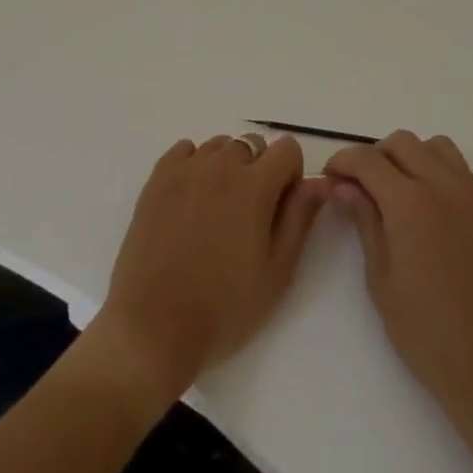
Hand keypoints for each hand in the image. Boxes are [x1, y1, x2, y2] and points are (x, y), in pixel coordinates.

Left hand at [91, 133, 327, 405]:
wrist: (153, 328)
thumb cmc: (223, 308)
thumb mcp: (277, 272)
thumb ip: (300, 218)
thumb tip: (319, 182)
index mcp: (254, 185)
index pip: (287, 149)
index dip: (291, 175)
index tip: (281, 208)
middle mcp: (221, 165)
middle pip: (252, 144)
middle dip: (259, 170)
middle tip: (249, 216)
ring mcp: (185, 168)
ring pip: (219, 146)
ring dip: (227, 167)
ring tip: (218, 211)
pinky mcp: (157, 178)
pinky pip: (185, 151)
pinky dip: (194, 165)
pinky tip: (191, 201)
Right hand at [325, 132, 472, 422]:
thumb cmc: (425, 331)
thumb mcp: (381, 278)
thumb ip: (363, 221)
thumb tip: (342, 186)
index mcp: (410, 201)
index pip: (368, 160)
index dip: (343, 162)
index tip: (329, 177)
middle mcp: (442, 184)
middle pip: (401, 143)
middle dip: (373, 156)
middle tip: (357, 186)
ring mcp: (470, 193)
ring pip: (433, 146)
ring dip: (408, 156)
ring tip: (394, 190)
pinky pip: (458, 166)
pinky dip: (436, 168)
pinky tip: (426, 203)